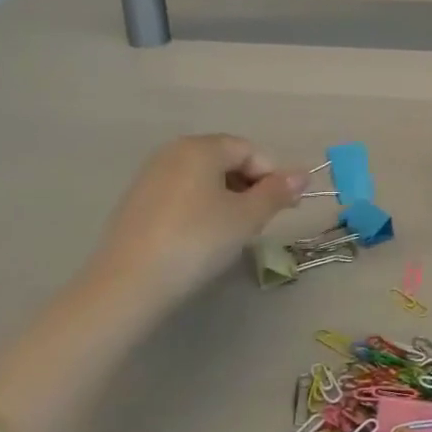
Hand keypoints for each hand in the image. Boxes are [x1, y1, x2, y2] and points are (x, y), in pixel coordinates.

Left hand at [75, 135, 304, 308]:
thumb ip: (277, 193)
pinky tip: (199, 239)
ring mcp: (150, 176)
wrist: (127, 284)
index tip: (285, 209)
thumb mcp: (246, 218)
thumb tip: (303, 175)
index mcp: (201, 147)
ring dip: (226, 199)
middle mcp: (173, 152)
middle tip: (258, 223)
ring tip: (231, 234)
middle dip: (249, 187)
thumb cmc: (197, 241)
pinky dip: (199, 209)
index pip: (250, 151)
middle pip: (225, 161)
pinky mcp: (135, 202)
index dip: (273, 177)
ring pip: (203, 179)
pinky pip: (181, 195)